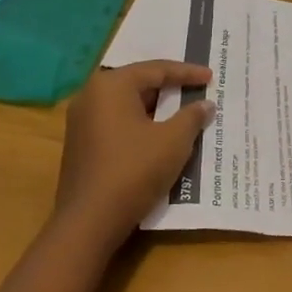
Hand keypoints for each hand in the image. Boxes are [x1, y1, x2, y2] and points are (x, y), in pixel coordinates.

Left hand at [55, 61, 215, 252]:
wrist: (89, 222)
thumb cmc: (134, 170)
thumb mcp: (173, 141)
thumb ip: (192, 116)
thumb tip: (205, 104)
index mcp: (111, 85)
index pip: (156, 70)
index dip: (187, 73)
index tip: (211, 77)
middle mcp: (91, 95)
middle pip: (138, 83)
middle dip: (170, 88)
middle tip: (197, 89)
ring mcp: (81, 121)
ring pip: (127, 105)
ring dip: (156, 108)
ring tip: (182, 110)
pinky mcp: (81, 145)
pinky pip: (117, 123)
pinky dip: (140, 123)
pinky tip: (159, 134)